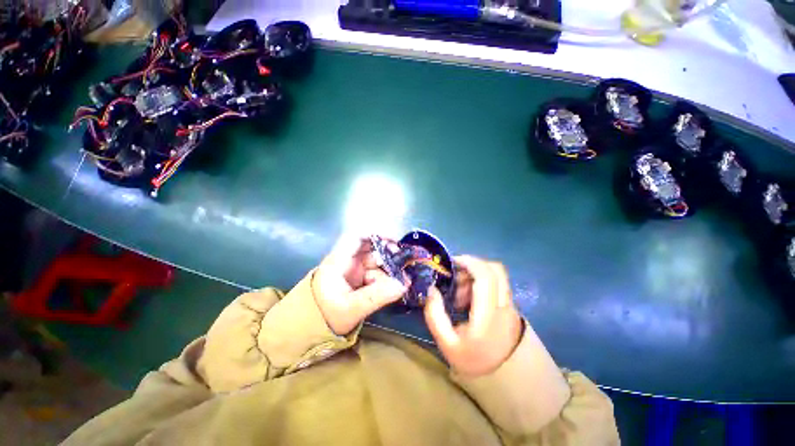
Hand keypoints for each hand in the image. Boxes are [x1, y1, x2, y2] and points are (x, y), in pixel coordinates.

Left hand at [313, 236, 407, 334]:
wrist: (310, 331)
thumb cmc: (324, 316)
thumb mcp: (351, 308)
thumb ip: (376, 296)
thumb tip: (403, 285)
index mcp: (339, 261)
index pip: (356, 236)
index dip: (376, 233)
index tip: (394, 241)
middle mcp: (348, 261)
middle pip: (371, 248)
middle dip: (388, 254)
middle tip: (404, 264)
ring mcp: (354, 271)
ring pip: (377, 263)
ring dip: (390, 270)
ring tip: (403, 282)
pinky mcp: (360, 281)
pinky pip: (377, 275)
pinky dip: (388, 280)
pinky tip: (397, 287)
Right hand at [424, 255, 522, 377]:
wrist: (505, 378)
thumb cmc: (473, 360)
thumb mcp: (447, 343)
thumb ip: (435, 315)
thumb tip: (431, 289)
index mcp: (488, 315)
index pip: (486, 277)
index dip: (469, 262)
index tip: (452, 263)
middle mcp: (504, 305)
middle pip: (495, 269)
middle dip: (472, 265)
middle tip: (455, 275)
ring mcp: (510, 304)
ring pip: (496, 274)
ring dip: (475, 275)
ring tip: (460, 293)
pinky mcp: (510, 305)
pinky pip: (496, 283)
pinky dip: (481, 282)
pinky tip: (469, 298)